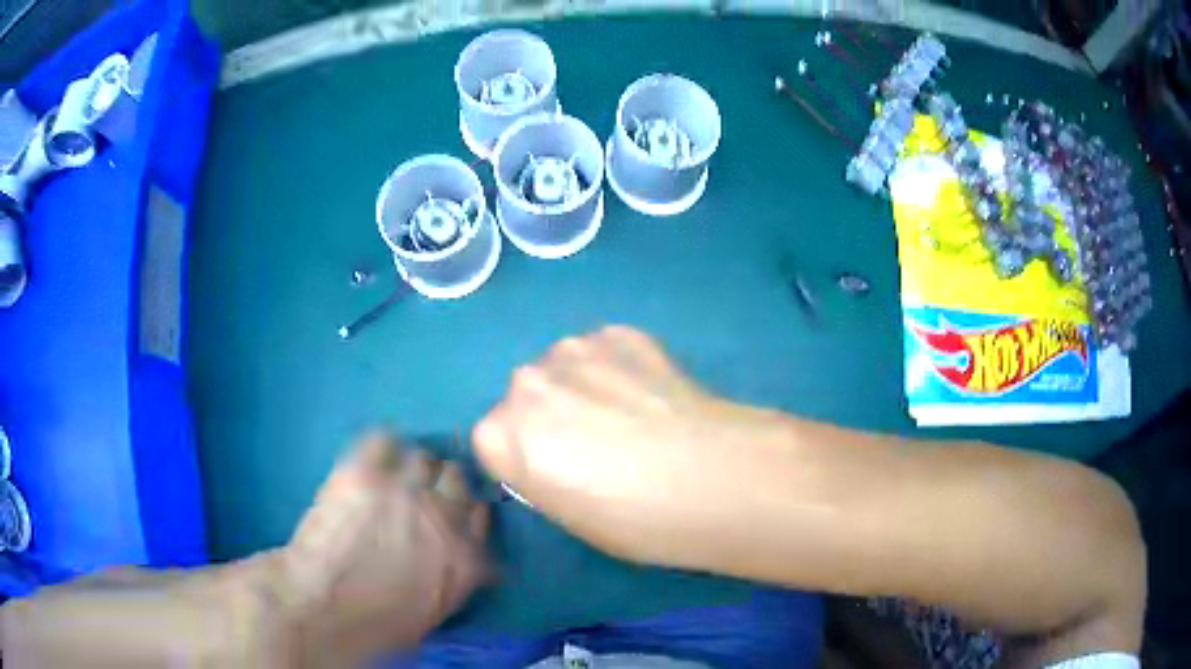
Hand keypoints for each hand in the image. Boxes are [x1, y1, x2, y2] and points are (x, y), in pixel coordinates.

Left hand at [280, 433, 489, 664]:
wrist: (323, 605)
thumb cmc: (376, 624)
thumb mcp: (432, 611)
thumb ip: (454, 577)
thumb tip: (458, 560)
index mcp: (465, 557)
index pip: (480, 517)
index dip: (465, 512)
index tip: (453, 514)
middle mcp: (443, 516)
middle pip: (456, 479)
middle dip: (443, 484)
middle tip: (421, 493)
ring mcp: (404, 489)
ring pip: (422, 458)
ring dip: (412, 467)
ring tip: (394, 474)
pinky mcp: (365, 471)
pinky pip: (383, 440)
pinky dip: (382, 446)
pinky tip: (372, 457)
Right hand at [472, 326, 791, 569]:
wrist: (714, 477)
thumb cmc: (636, 520)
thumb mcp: (570, 518)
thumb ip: (543, 475)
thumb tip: (555, 454)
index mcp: (500, 435)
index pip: (495, 440)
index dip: (530, 456)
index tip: (561, 471)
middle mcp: (525, 383)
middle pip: (527, 397)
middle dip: (553, 415)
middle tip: (601, 443)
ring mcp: (573, 349)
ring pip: (565, 368)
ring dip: (586, 385)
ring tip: (633, 414)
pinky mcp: (620, 332)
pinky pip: (606, 350)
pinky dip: (621, 366)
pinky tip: (655, 393)